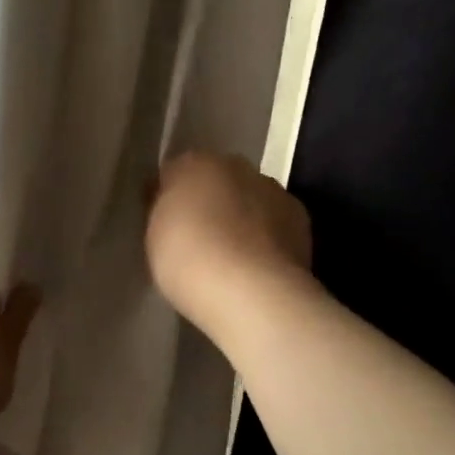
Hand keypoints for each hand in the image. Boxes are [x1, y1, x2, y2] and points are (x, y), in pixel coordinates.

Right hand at [146, 151, 311, 333]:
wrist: (251, 291)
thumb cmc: (187, 259)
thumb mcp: (154, 235)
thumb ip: (163, 211)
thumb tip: (169, 200)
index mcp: (195, 163)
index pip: (176, 172)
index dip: (169, 196)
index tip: (164, 221)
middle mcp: (238, 166)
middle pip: (218, 180)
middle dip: (210, 202)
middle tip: (198, 238)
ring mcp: (274, 191)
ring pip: (250, 199)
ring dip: (241, 218)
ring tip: (230, 256)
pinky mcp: (301, 220)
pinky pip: (273, 223)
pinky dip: (265, 237)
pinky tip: (256, 265)